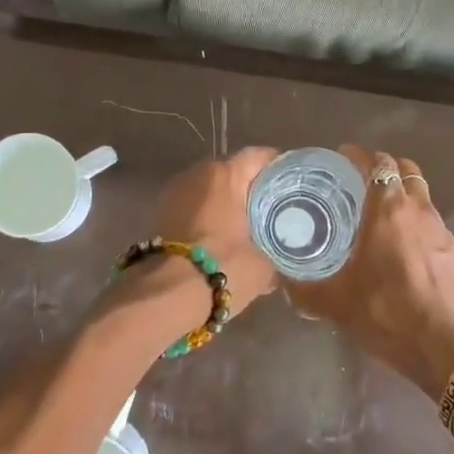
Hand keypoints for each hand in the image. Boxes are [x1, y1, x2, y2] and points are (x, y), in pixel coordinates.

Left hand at [146, 146, 281, 312]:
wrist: (164, 296)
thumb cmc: (221, 268)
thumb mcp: (262, 266)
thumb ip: (274, 254)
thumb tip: (278, 262)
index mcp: (224, 174)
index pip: (258, 156)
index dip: (278, 166)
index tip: (294, 182)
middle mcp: (196, 174)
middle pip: (232, 172)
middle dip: (251, 188)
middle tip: (275, 208)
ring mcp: (173, 193)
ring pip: (210, 191)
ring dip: (227, 204)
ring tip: (249, 226)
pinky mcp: (159, 215)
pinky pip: (193, 208)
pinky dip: (209, 218)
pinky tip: (223, 239)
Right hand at [285, 146, 453, 394]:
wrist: (446, 347)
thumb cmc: (387, 314)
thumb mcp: (336, 303)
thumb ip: (304, 289)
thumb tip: (282, 282)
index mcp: (387, 210)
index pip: (377, 163)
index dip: (358, 155)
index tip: (341, 158)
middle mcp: (417, 209)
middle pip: (404, 168)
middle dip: (383, 166)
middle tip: (360, 180)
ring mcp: (440, 228)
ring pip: (421, 191)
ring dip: (402, 190)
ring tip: (380, 209)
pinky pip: (432, 218)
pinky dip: (416, 216)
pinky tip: (402, 242)